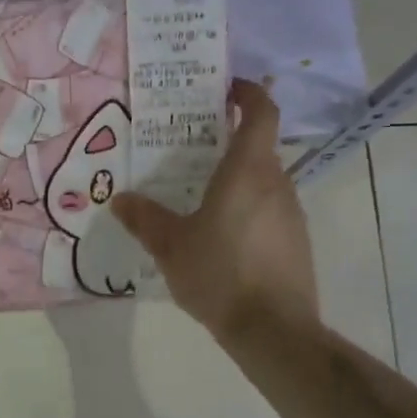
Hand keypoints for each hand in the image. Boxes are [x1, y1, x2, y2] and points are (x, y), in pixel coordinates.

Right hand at [112, 80, 317, 344]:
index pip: (261, 113)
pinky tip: (223, 236)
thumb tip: (120, 199)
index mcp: (248, 171)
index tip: (226, 88)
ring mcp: (292, 213)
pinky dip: (248, 208)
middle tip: (193, 147)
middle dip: (229, 140)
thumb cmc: (219, 274)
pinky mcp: (296, 241)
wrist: (273, 329)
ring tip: (201, 195)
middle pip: (259, 147)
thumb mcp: (170, 246)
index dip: (247, 93)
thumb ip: (144, 219)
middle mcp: (277, 183)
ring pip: (264, 181)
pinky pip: (270, 210)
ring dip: (238, 178)